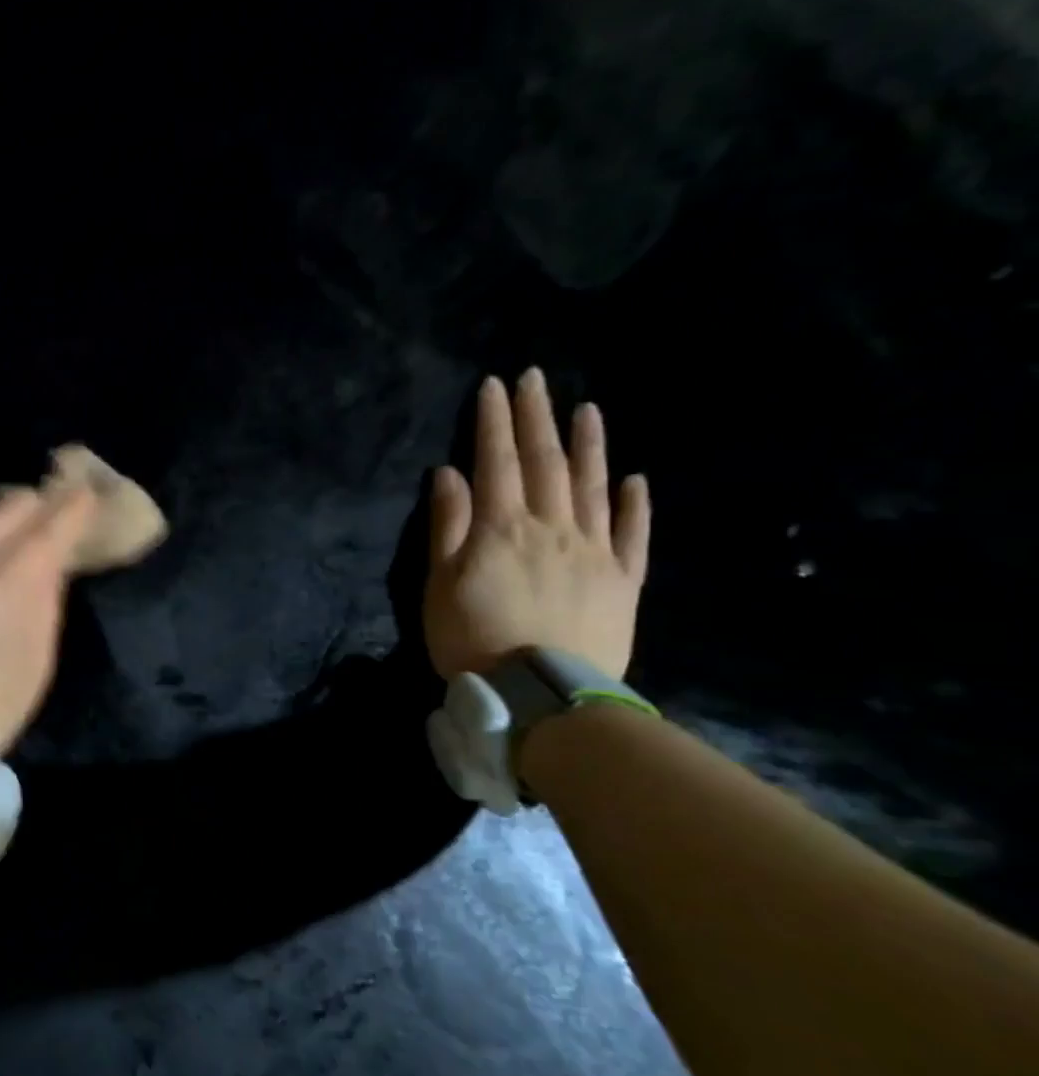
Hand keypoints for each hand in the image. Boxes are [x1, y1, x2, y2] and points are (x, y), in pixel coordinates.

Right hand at [425, 368, 650, 678]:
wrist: (541, 696)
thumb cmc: (473, 639)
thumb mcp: (440, 584)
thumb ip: (447, 526)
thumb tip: (450, 474)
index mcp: (502, 528)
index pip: (498, 462)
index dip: (494, 422)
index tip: (495, 385)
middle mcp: (552, 527)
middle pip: (545, 463)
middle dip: (537, 418)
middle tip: (536, 378)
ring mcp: (594, 552)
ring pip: (592, 487)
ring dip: (589, 445)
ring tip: (587, 410)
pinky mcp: (623, 581)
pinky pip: (633, 535)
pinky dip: (634, 505)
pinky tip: (635, 479)